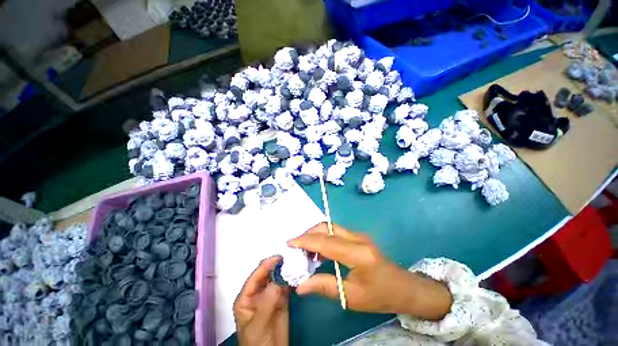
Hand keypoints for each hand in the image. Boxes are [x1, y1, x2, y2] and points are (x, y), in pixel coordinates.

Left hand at [234, 256, 288, 345]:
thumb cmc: (257, 343)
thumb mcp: (258, 323)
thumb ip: (267, 301)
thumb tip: (279, 278)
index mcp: (246, 297)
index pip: (255, 276)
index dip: (266, 266)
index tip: (278, 258)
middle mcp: (258, 293)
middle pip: (267, 275)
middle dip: (277, 266)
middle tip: (289, 259)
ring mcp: (271, 296)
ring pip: (277, 278)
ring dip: (285, 271)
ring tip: (295, 263)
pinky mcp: (282, 300)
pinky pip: (286, 286)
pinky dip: (291, 279)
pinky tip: (297, 274)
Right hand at [288, 223, 451, 319]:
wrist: (404, 288)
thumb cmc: (380, 295)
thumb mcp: (352, 297)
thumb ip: (324, 287)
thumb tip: (300, 286)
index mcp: (357, 253)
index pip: (325, 241)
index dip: (305, 241)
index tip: (289, 243)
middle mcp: (357, 238)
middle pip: (326, 227)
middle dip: (309, 234)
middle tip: (297, 248)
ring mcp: (358, 235)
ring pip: (330, 227)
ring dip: (315, 235)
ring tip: (305, 251)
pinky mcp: (357, 237)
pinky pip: (335, 232)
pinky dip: (323, 238)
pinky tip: (319, 251)